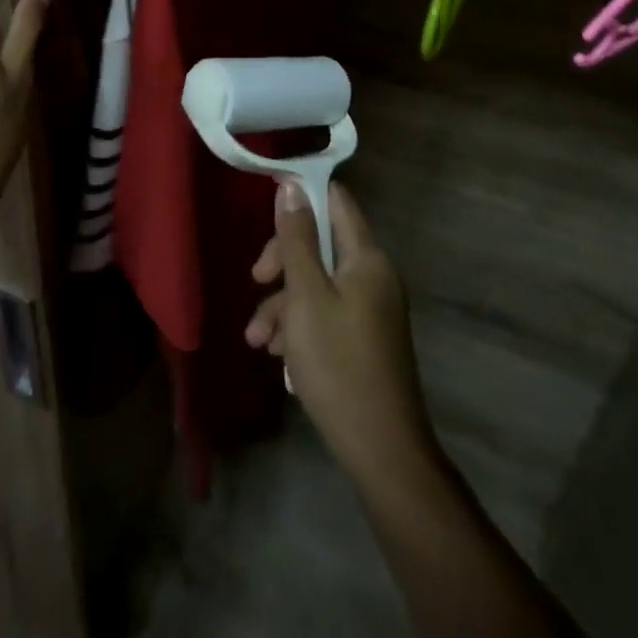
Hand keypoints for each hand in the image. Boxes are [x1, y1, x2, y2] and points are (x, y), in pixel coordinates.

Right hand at [246, 181, 435, 482]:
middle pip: (321, 244)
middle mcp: (373, 276)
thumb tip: (291, 186)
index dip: (302, 194)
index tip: (265, 203)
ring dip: (283, 303)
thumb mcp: (306, 296)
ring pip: (317, 284)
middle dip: (283, 261)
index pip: (336, 201)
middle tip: (256, 279)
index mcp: (366, 258)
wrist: (382, 452)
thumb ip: (297, 239)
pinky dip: (299, 326)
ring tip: (256, 339)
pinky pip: (326, 313)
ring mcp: (371, 309)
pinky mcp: (364, 338)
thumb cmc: (339, 364)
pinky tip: (277, 356)